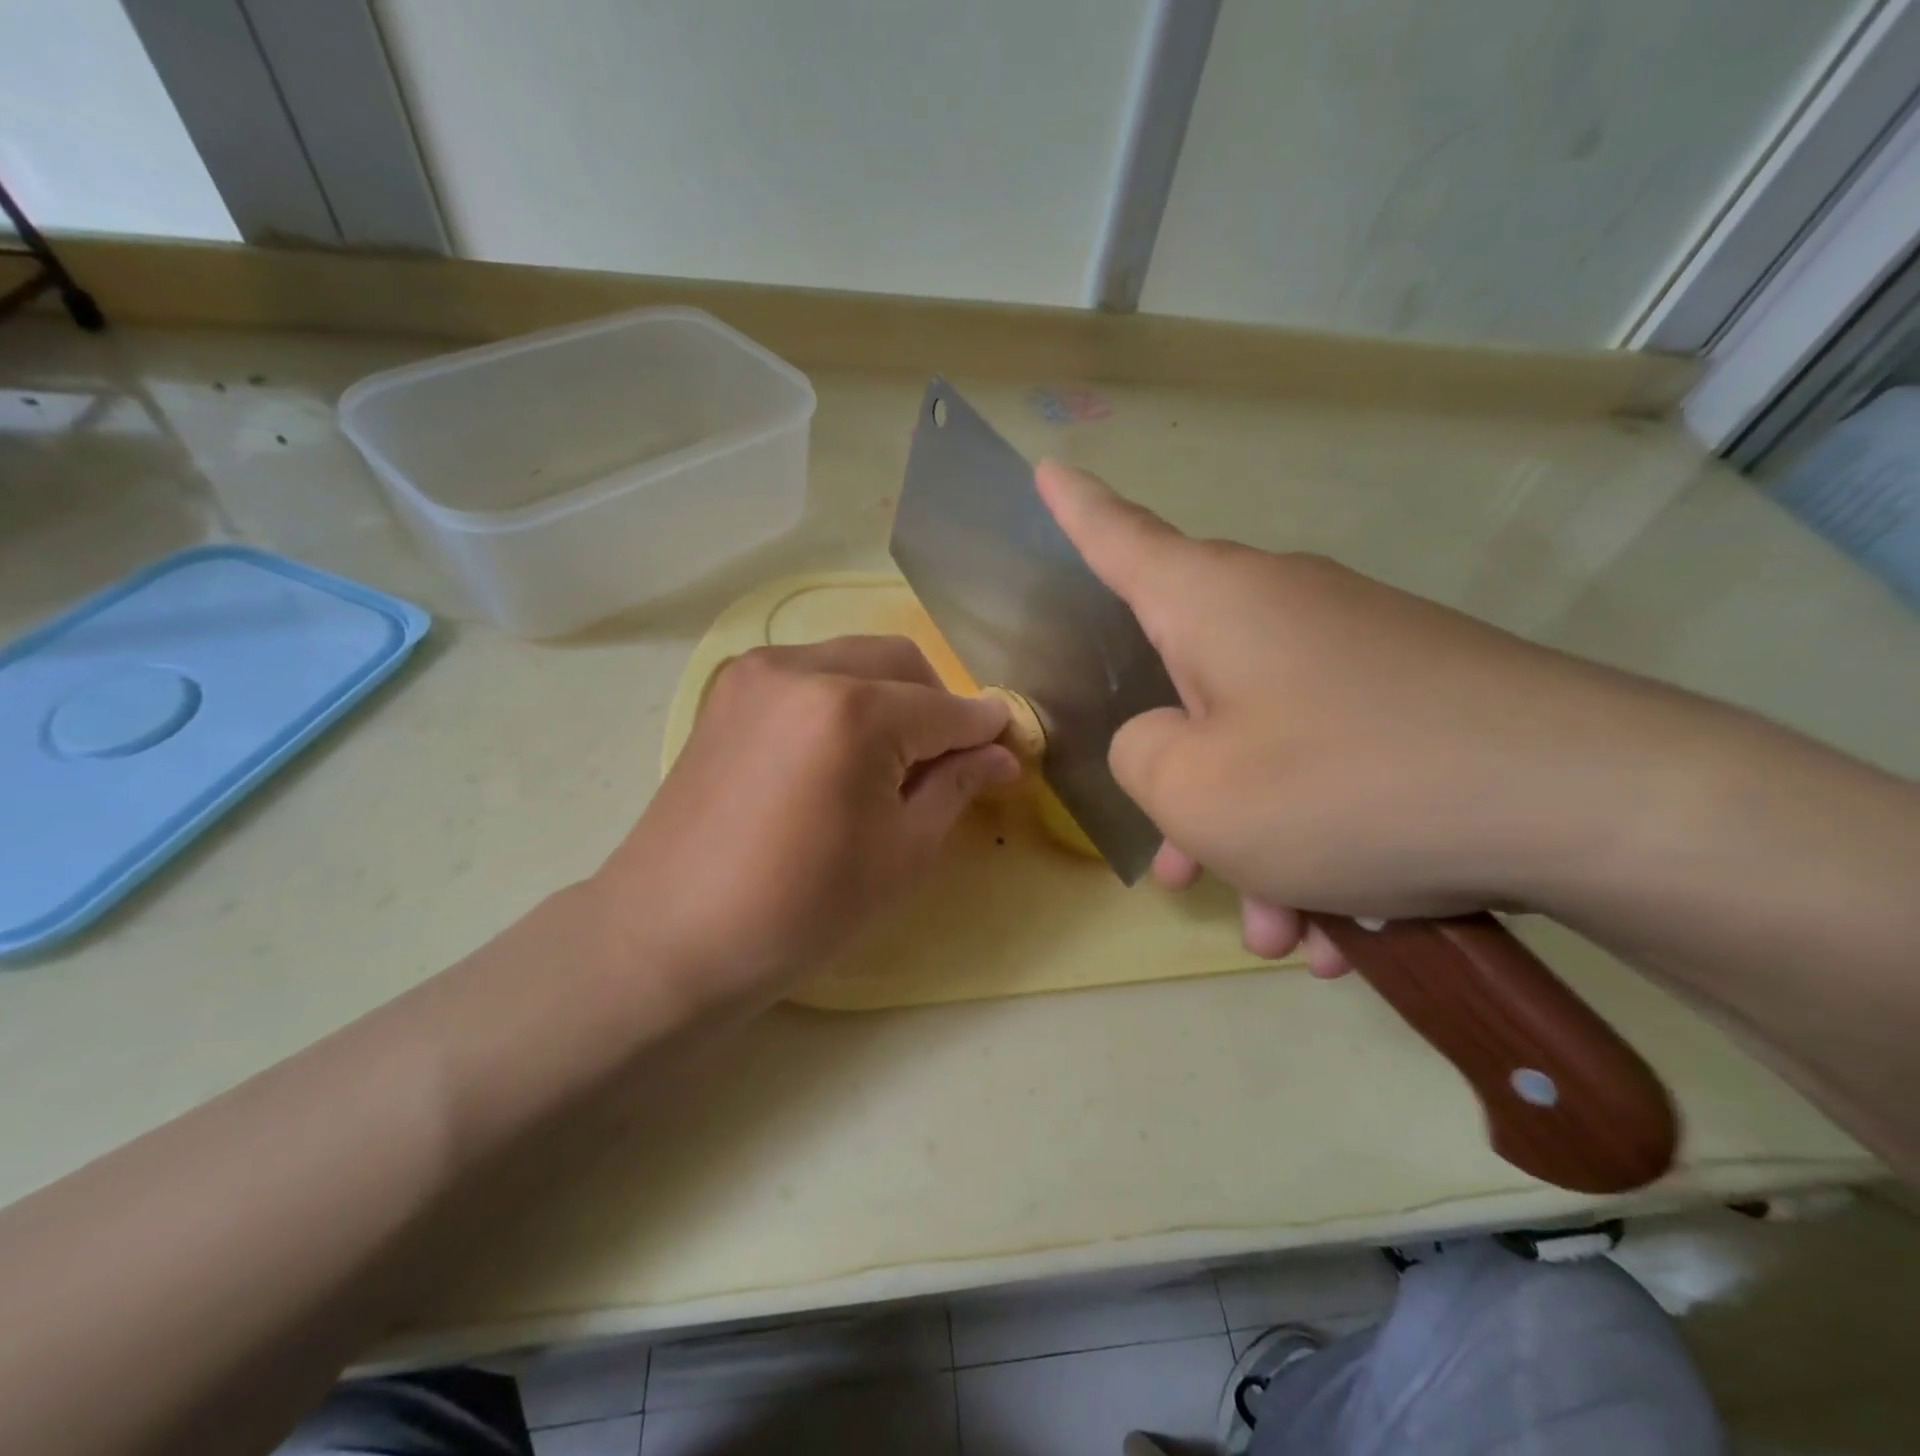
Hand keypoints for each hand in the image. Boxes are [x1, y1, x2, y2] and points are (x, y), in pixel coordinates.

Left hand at [599, 637, 1018, 1011]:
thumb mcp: (901, 853)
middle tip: (943, 763)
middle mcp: (803, 667)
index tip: (1008, 749)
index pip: (946, 707)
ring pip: (855, 658)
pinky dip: (843, 696)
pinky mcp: (729, 690)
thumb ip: (956, 786)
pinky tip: (837, 751)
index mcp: (852, 710)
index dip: (985, 729)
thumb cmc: (800, 908)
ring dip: (891, 696)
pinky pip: (810, 671)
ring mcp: (757, 672)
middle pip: (902, 662)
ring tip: (887, 760)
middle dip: (938, 705)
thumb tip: (1001, 753)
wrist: (672, 934)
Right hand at [1036, 461, 1686, 974]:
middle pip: (1192, 694)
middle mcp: (1279, 611)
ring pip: (1266, 753)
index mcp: (1212, 605)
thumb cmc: (1343, 784)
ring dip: (1261, 848)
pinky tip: (1349, 931)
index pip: (1120, 539)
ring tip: (1286, 933)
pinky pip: (1332, 773)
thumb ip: (1139, 756)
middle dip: (1185, 795)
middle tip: (1184, 876)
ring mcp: (1354, 656)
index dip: (1075, 510)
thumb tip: (1161, 739)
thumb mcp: (1195, 790)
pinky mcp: (1414, 702)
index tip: (1049, 469)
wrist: (1587, 804)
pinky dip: (1324, 848)